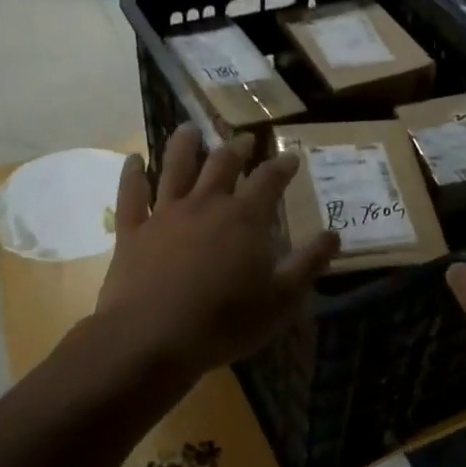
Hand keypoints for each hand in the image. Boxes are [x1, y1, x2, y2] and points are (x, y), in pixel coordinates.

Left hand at [94, 124, 339, 379]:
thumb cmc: (224, 321)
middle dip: (237, 148)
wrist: (151, 338)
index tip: (291, 156)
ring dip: (183, 145)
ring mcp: (165, 214)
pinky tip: (133, 160)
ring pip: (175, 167)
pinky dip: (132, 174)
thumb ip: (309, 263)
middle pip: (222, 164)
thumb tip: (334, 234)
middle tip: (245, 139)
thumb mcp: (281, 299)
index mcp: (244, 218)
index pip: (269, 180)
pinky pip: (131, 195)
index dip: (282, 166)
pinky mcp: (132, 231)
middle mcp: (205, 204)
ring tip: (189, 128)